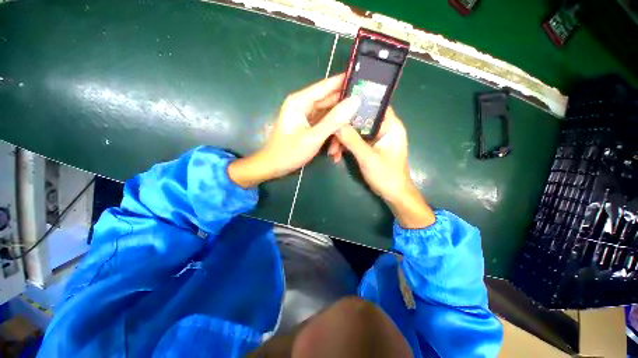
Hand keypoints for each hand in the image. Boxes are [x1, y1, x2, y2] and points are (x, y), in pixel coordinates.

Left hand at [229, 73, 359, 187]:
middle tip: (363, 119)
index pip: (327, 86)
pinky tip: (334, 150)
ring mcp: (307, 117)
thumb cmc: (289, 152)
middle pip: (331, 103)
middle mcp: (304, 105)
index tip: (365, 82)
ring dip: (338, 132)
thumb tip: (355, 101)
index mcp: (301, 101)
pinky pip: (325, 127)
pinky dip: (331, 137)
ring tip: (342, 148)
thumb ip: (334, 120)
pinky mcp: (310, 127)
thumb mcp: (313, 137)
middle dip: (345, 115)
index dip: (345, 82)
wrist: (274, 167)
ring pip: (330, 118)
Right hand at [332, 107, 435, 227]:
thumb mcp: (368, 158)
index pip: (374, 105)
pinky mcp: (368, 146)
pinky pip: (354, 141)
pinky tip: (337, 156)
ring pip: (355, 131)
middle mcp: (383, 128)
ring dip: (342, 140)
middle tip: (331, 138)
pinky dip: (345, 147)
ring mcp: (375, 138)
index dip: (357, 103)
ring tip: (332, 153)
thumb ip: (352, 141)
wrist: (392, 194)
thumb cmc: (386, 176)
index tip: (338, 106)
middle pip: (360, 119)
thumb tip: (336, 125)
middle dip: (344, 128)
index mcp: (390, 126)